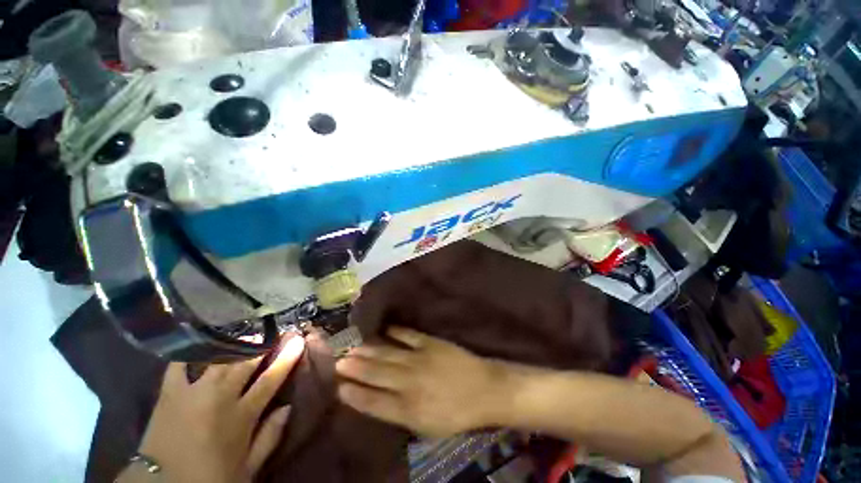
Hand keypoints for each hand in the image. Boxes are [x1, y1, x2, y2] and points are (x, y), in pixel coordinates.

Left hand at [119, 336, 304, 482]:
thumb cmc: (210, 478)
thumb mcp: (248, 468)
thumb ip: (270, 436)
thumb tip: (287, 407)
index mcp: (242, 416)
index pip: (271, 378)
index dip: (286, 357)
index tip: (297, 340)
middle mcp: (220, 397)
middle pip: (246, 362)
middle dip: (263, 343)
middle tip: (274, 330)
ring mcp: (192, 391)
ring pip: (219, 357)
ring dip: (235, 343)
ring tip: (247, 332)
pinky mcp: (169, 392)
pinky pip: (180, 363)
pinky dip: (191, 350)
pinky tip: (202, 339)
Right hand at [335, 327, 500, 437]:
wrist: (484, 389)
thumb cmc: (455, 414)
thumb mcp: (427, 427)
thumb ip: (401, 414)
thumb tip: (378, 401)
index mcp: (408, 410)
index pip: (373, 402)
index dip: (354, 394)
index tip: (339, 387)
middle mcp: (409, 383)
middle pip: (376, 374)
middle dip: (355, 368)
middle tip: (337, 361)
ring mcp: (420, 359)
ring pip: (387, 353)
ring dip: (369, 350)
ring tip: (353, 346)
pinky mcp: (430, 343)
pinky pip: (408, 335)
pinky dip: (394, 331)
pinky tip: (384, 329)